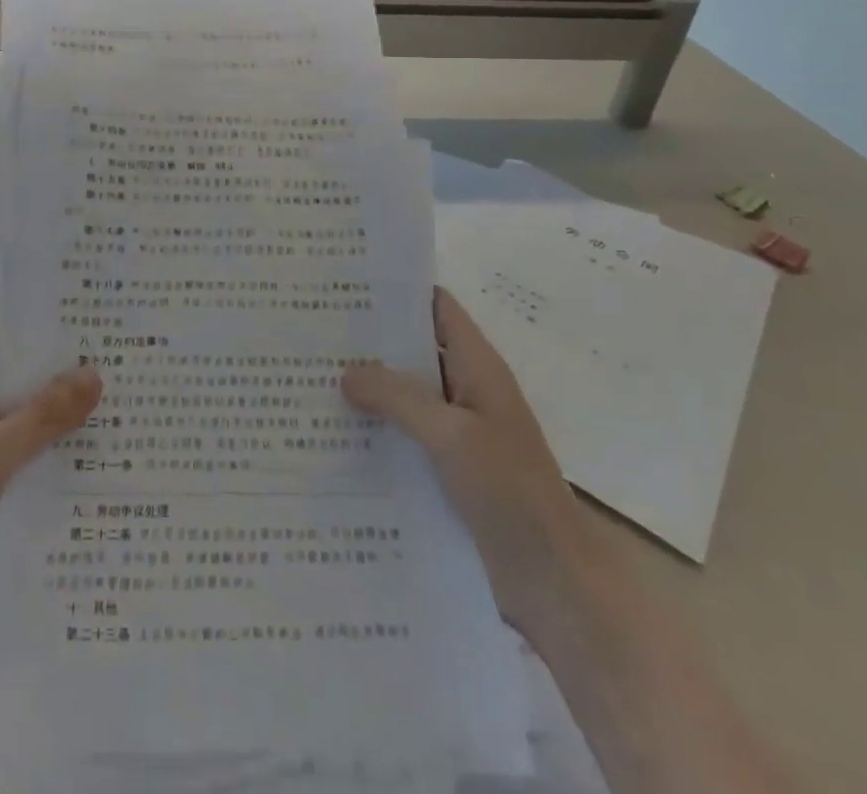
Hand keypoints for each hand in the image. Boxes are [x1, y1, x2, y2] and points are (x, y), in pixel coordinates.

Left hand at [0, 355, 101, 636]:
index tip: (108, 346)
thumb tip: (95, 372)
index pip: (16, 352)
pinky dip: (49, 471)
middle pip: (25, 394)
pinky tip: (94, 476)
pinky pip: (21, 471)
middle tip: (131, 387)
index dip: (58, 348)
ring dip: (63, 437)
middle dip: (69, 395)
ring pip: (27, 435)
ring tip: (127, 428)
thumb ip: (43, 416)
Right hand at [342, 287, 609, 635]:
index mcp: (478, 367)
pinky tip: (336, 434)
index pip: (437, 307)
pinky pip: (406, 435)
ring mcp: (459, 432)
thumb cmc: (510, 491)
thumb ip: (399, 397)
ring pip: (406, 395)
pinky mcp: (449, 469)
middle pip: (415, 349)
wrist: (554, 581)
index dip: (399, 291)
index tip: (348, 284)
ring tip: (312, 378)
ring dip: (369, 388)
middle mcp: (467, 390)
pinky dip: (377, 428)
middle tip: (314, 332)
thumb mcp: (453, 434)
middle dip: (370, 340)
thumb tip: (346, 373)